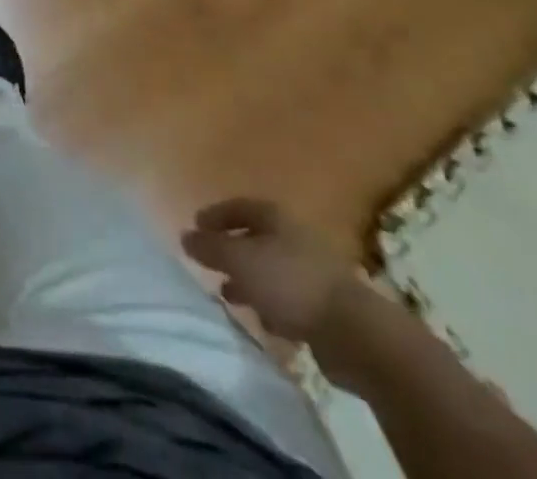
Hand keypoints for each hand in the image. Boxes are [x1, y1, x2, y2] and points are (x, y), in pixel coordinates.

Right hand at [181, 198, 362, 345]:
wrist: (352, 331)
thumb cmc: (288, 282)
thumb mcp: (239, 260)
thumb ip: (210, 247)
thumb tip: (184, 235)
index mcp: (274, 216)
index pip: (237, 207)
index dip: (214, 215)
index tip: (195, 227)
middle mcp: (293, 236)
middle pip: (254, 238)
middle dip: (231, 251)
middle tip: (209, 264)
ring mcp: (311, 270)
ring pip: (270, 270)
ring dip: (249, 280)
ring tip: (228, 295)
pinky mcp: (323, 305)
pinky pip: (287, 298)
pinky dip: (270, 304)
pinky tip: (261, 319)